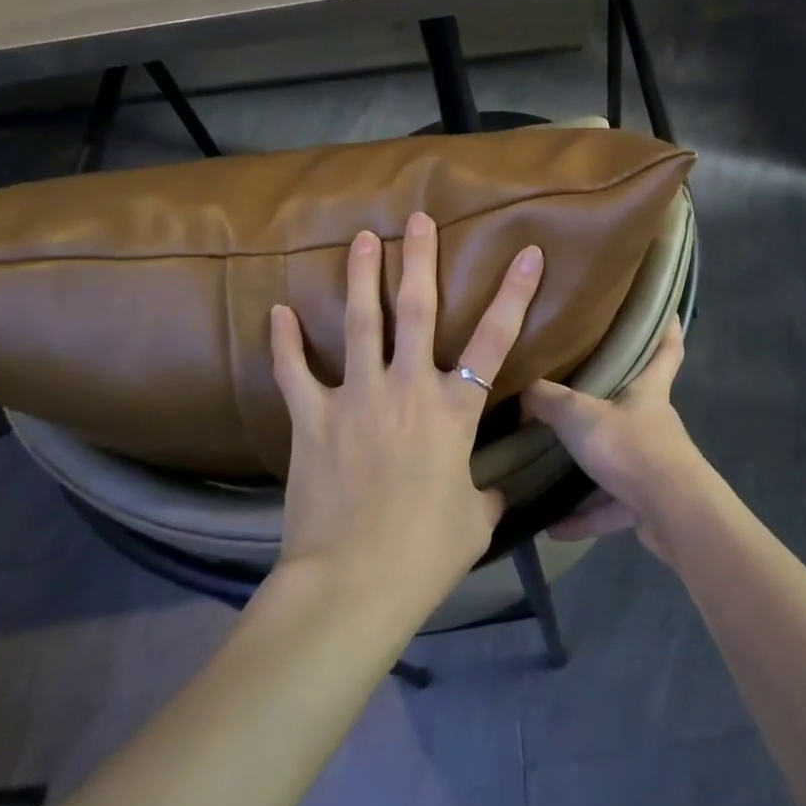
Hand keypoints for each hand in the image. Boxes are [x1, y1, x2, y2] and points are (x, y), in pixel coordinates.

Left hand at [269, 212, 543, 614]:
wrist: (351, 586)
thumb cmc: (424, 554)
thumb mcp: (474, 522)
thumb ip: (485, 494)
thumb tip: (492, 490)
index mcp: (453, 410)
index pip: (495, 340)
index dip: (515, 293)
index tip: (528, 253)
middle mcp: (407, 388)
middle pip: (418, 310)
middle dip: (421, 259)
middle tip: (418, 219)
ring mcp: (356, 398)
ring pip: (361, 322)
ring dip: (362, 277)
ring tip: (362, 238)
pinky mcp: (312, 419)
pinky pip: (295, 372)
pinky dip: (284, 342)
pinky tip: (277, 312)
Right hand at [521, 317, 712, 563]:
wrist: (672, 513)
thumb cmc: (631, 446)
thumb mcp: (579, 415)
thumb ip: (548, 401)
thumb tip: (522, 389)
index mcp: (648, 390)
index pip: (667, 348)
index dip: (667, 327)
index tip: (665, 309)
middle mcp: (653, 422)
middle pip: (636, 402)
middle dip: (611, 397)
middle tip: (577, 388)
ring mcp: (652, 464)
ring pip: (617, 458)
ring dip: (588, 468)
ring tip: (551, 467)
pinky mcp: (646, 503)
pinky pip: (608, 506)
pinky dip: (583, 516)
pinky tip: (552, 527)